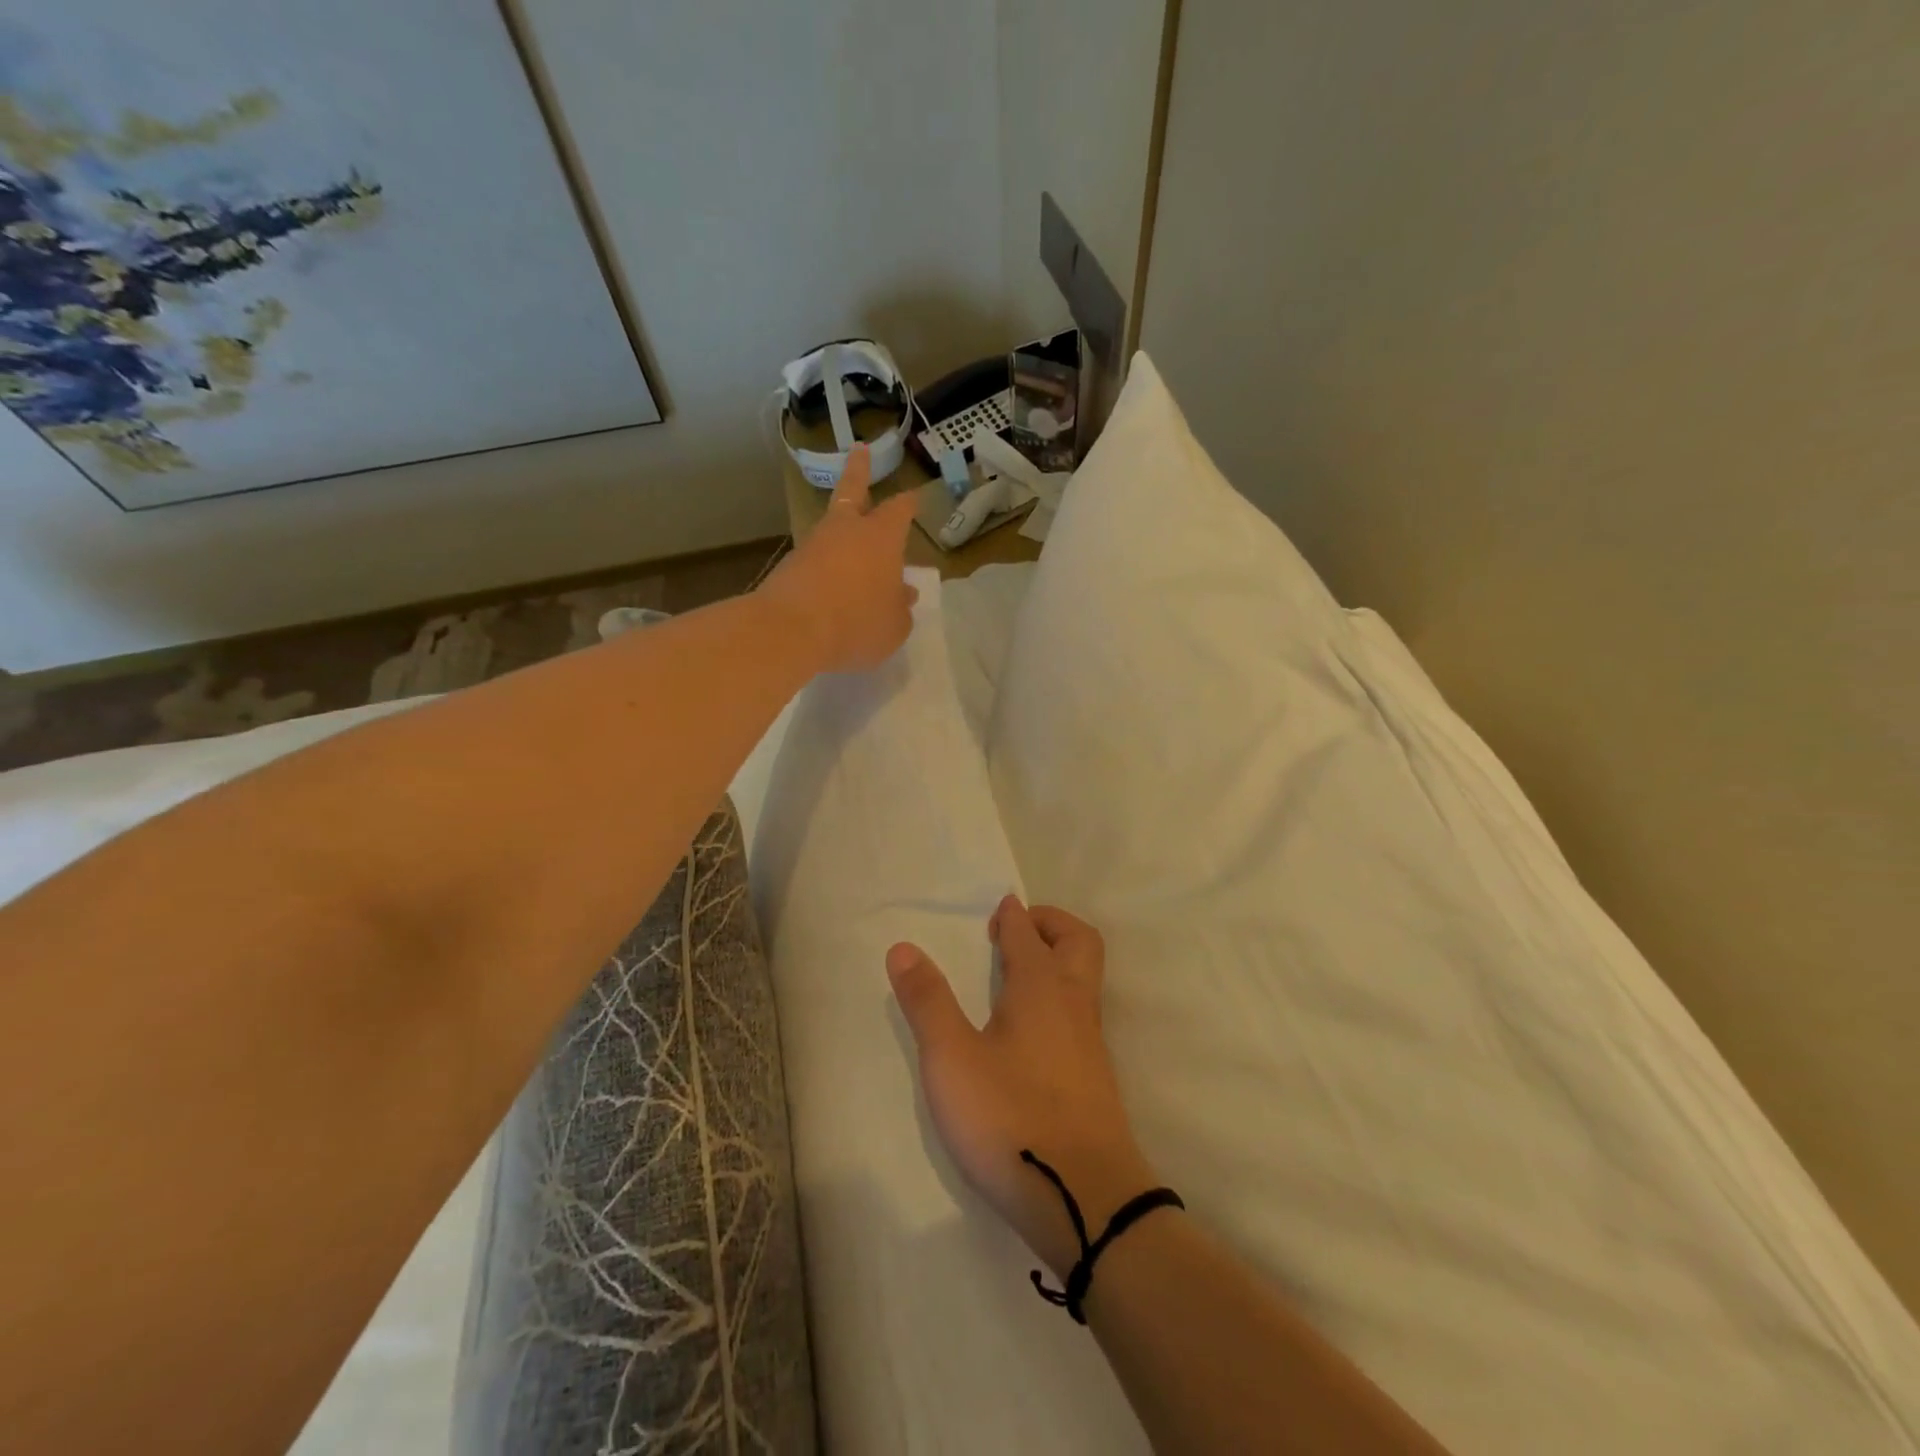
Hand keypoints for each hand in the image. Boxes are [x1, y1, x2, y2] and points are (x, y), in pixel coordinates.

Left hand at [761, 444, 922, 672]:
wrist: (792, 630)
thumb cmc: (858, 622)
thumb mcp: (894, 624)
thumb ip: (901, 607)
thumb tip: (903, 595)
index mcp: (882, 536)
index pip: (899, 510)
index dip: (908, 503)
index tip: (914, 495)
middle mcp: (847, 530)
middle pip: (852, 490)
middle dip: (859, 469)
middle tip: (860, 450)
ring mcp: (814, 544)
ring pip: (832, 527)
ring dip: (841, 529)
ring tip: (852, 547)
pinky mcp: (790, 566)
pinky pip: (816, 560)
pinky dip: (826, 566)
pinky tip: (831, 586)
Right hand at [887, 897, 1159, 1277]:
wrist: (1086, 1199)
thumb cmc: (1011, 1119)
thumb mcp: (952, 1060)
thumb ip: (928, 1002)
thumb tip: (904, 947)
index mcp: (1041, 987)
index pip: (1029, 933)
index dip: (1014, 915)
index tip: (1000, 906)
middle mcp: (1073, 1004)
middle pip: (1079, 941)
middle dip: (1052, 923)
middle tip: (1018, 928)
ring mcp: (1091, 1042)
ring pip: (1085, 977)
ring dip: (1059, 958)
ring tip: (1017, 974)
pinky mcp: (1096, 1077)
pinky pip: (1082, 1011)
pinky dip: (1061, 994)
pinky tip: (1033, 1029)